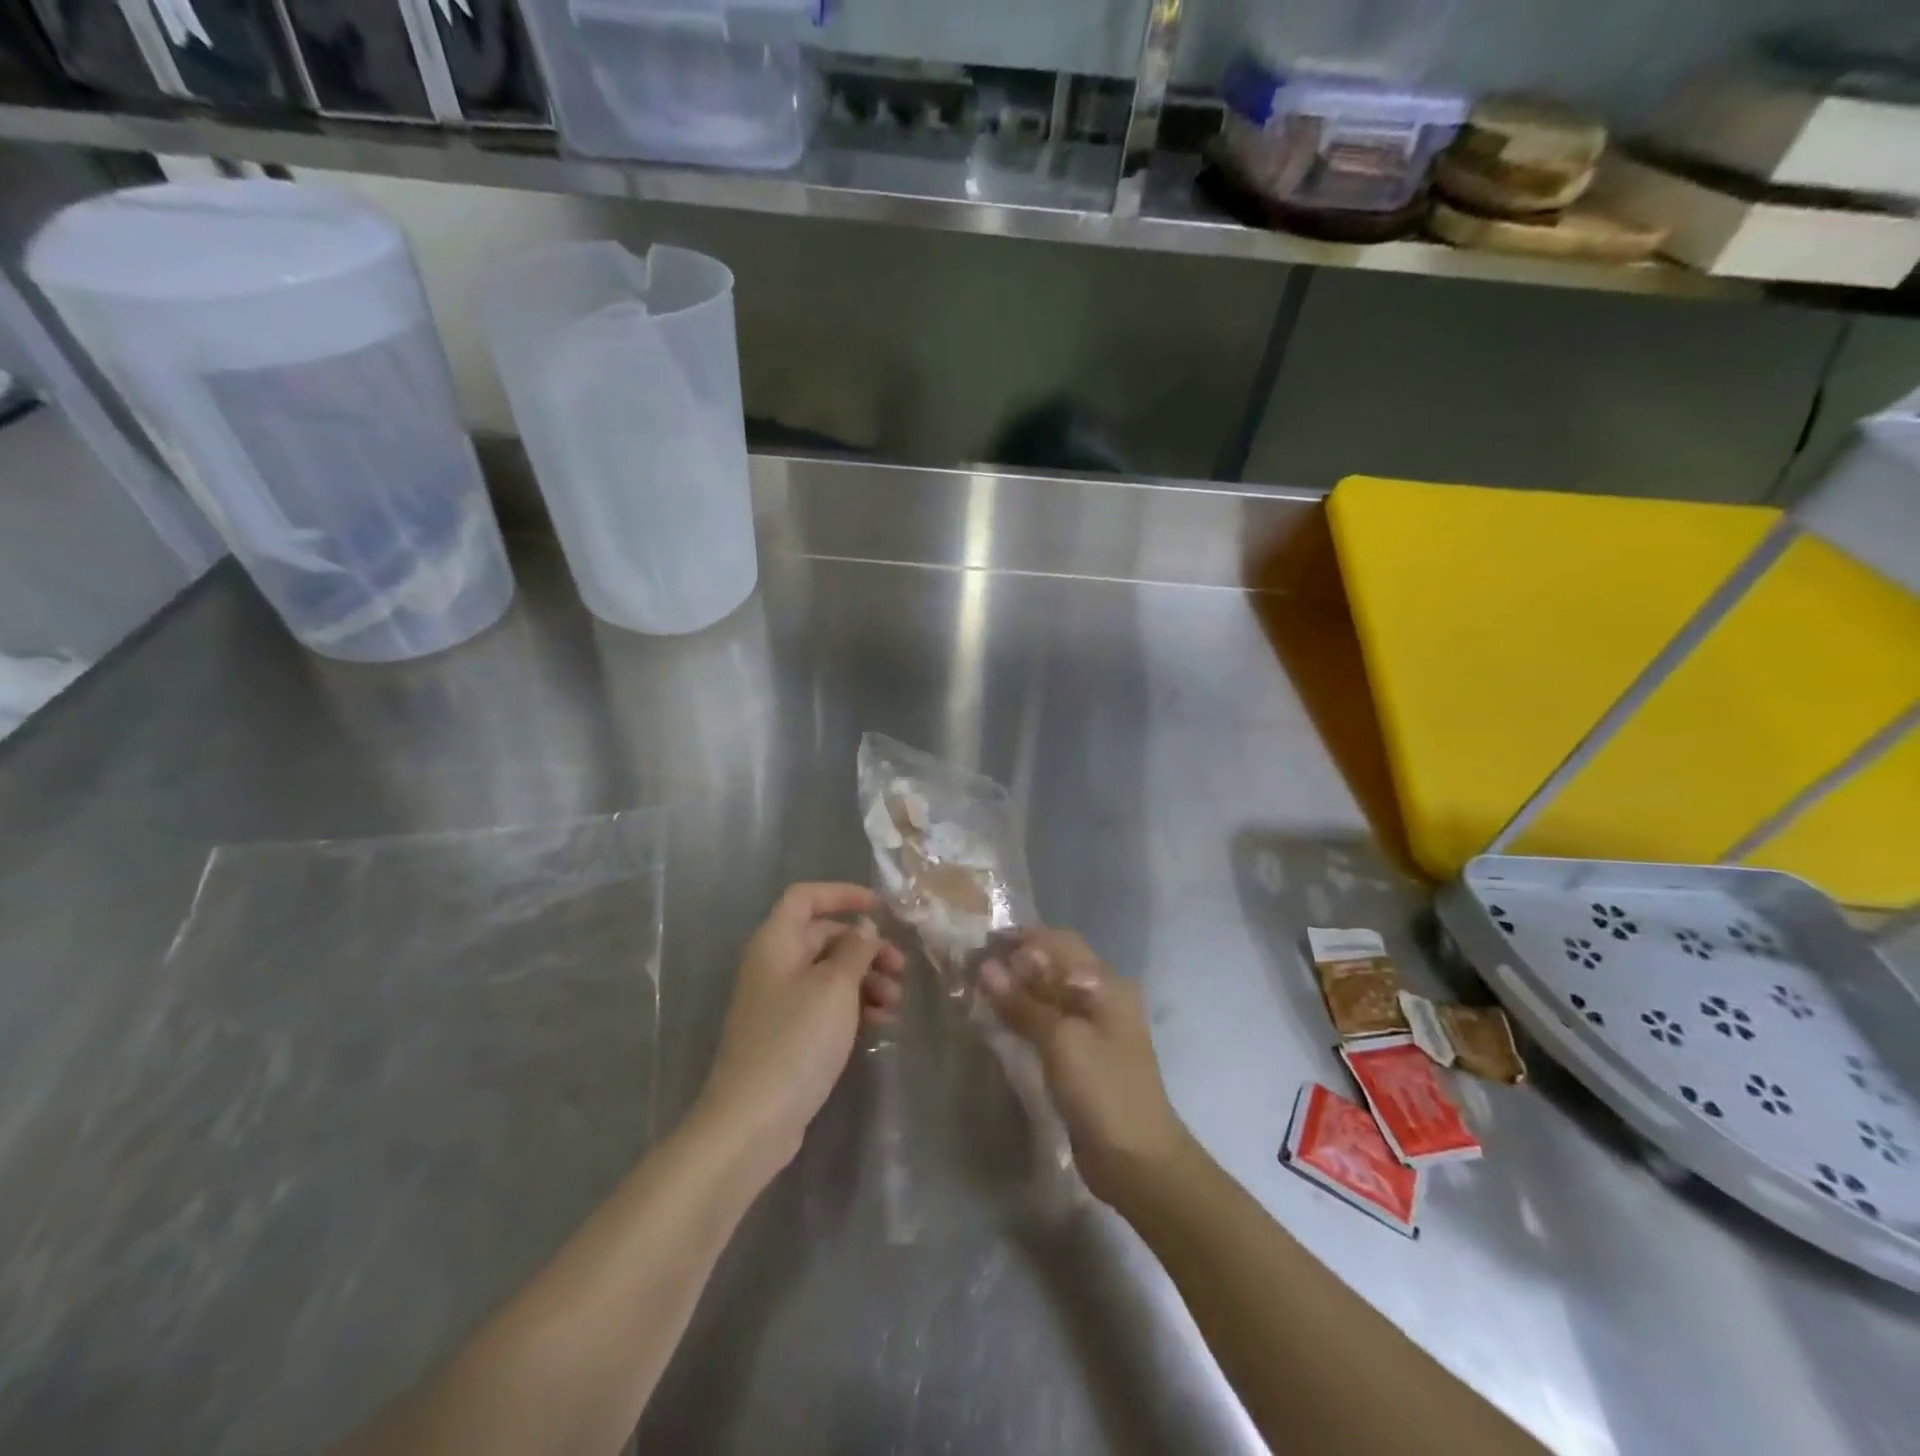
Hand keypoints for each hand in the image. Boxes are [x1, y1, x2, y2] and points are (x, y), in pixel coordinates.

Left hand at [693, 884, 905, 1176]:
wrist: (753, 1120)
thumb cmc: (796, 1040)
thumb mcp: (835, 987)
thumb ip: (855, 949)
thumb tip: (863, 926)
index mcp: (776, 942)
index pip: (806, 897)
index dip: (843, 894)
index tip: (881, 909)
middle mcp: (774, 964)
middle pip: (824, 937)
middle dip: (866, 947)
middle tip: (901, 968)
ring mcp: (779, 1002)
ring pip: (829, 974)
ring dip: (865, 980)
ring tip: (894, 1004)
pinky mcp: (788, 1035)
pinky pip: (825, 1005)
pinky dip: (853, 1007)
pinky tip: (880, 1024)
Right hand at [980, 928, 1188, 1206]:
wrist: (1138, 1162)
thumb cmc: (1103, 1091)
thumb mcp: (1060, 1041)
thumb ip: (1023, 1002)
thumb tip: (985, 967)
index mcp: (1106, 984)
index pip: (1059, 942)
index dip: (1021, 939)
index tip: (981, 942)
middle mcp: (1103, 997)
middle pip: (1055, 966)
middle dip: (1016, 962)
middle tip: (974, 967)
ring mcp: (1095, 1028)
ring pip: (1050, 994)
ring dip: (1018, 989)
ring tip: (979, 990)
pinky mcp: (1084, 1055)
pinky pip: (1050, 1022)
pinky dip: (1025, 1015)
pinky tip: (999, 1020)